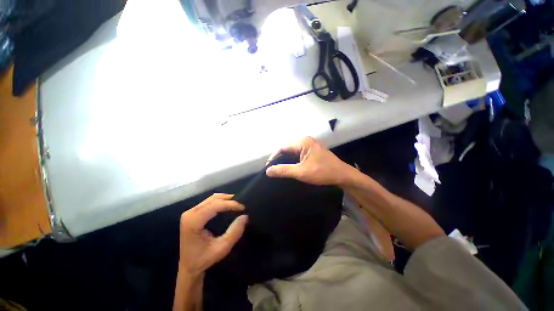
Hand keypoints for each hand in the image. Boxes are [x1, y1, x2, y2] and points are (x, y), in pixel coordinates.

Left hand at [179, 194, 247, 277]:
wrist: (187, 266)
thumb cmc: (203, 259)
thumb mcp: (222, 248)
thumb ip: (234, 232)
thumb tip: (245, 216)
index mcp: (193, 222)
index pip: (215, 205)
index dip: (230, 204)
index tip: (242, 208)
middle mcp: (190, 213)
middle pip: (213, 199)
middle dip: (229, 200)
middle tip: (241, 206)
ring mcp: (190, 212)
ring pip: (211, 198)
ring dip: (225, 199)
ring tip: (236, 205)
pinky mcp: (192, 213)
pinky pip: (209, 201)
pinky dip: (220, 201)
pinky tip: (227, 205)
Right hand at [266, 137, 354, 185]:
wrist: (343, 176)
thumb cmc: (322, 172)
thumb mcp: (301, 172)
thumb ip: (283, 170)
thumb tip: (267, 170)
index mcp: (302, 142)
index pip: (282, 147)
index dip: (273, 157)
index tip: (268, 168)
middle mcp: (305, 141)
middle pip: (287, 149)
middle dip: (279, 159)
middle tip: (273, 170)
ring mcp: (309, 145)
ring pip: (292, 152)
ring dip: (286, 161)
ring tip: (279, 170)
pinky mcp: (312, 151)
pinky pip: (298, 155)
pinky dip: (293, 161)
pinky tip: (290, 168)